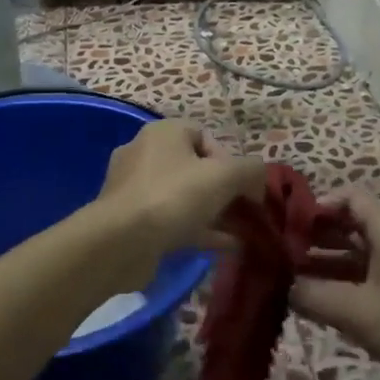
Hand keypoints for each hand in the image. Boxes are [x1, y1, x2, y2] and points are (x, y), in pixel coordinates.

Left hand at [97, 120, 267, 253]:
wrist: (120, 242)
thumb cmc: (173, 196)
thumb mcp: (224, 176)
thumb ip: (251, 171)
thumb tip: (259, 178)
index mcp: (163, 133)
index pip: (205, 136)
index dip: (230, 159)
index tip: (242, 186)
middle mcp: (145, 153)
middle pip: (195, 168)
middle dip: (224, 191)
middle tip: (244, 212)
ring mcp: (134, 188)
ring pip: (184, 197)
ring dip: (214, 213)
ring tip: (240, 233)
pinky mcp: (130, 220)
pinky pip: (171, 219)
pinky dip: (198, 230)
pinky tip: (223, 247)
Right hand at [290, 189, 379, 379]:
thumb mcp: (357, 312)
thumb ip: (313, 295)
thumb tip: (281, 285)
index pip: (351, 197)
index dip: (319, 204)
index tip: (288, 226)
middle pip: (351, 226)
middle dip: (316, 236)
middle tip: (280, 254)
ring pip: (357, 257)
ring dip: (325, 265)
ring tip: (289, 280)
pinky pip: (367, 282)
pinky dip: (342, 287)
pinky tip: (316, 305)